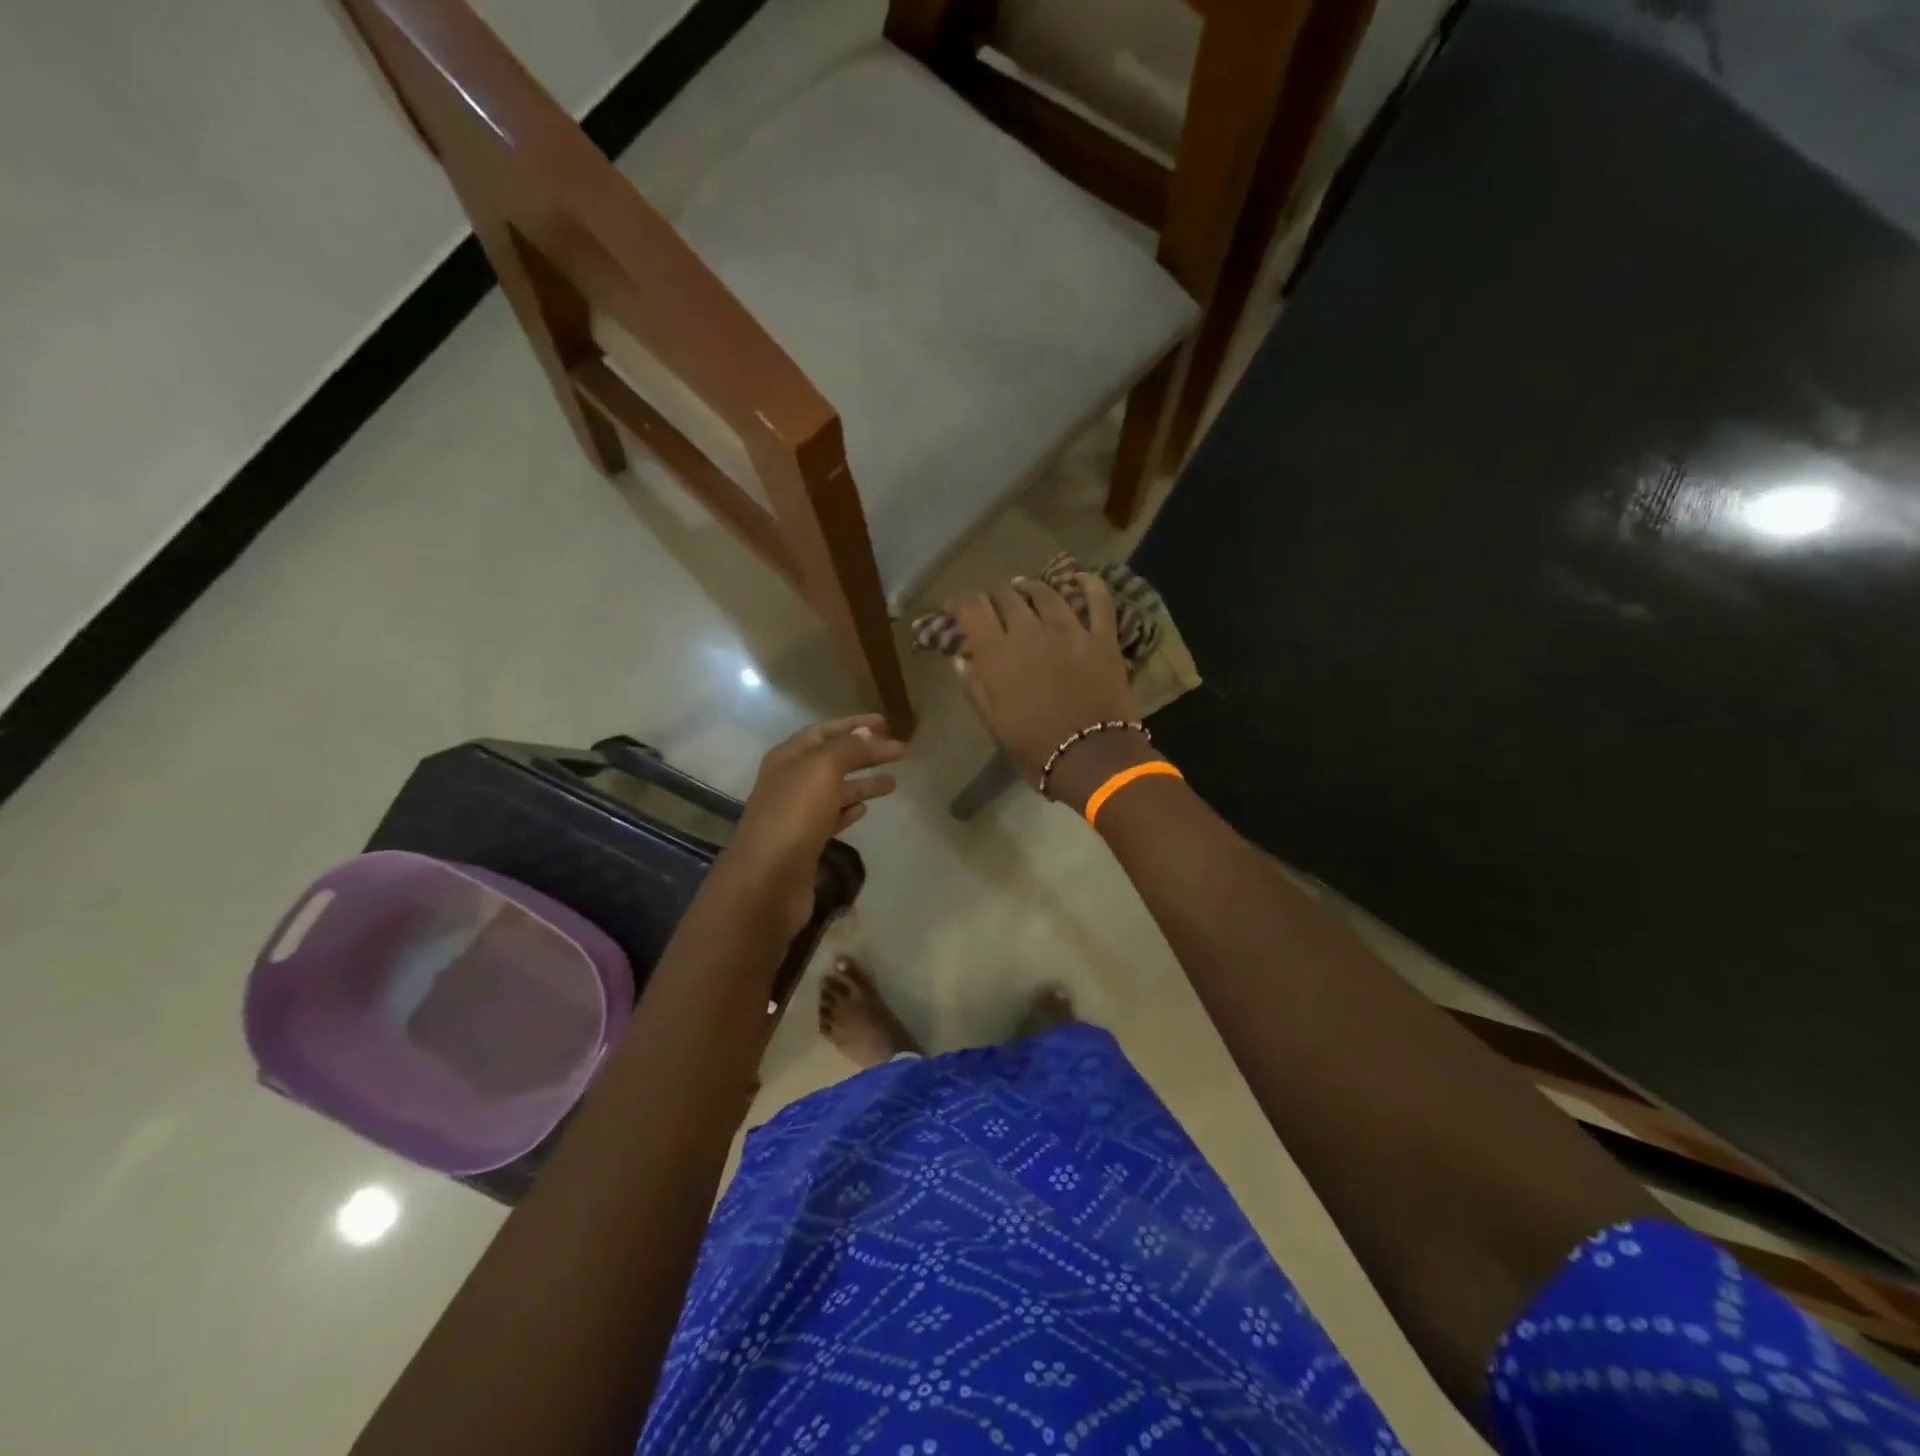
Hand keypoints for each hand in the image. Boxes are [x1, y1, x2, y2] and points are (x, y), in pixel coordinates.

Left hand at [715, 715, 904, 933]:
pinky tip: (866, 809)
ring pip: (835, 790)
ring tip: (894, 783)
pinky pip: (831, 817)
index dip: (854, 724)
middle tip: (898, 752)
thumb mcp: (823, 769)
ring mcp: (796, 813)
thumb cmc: (794, 814)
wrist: (768, 878)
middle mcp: (790, 781)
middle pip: (832, 760)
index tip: (885, 722)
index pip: (824, 731)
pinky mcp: (806, 842)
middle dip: (864, 753)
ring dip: (863, 783)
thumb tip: (868, 733)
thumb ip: (849, 749)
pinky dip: (849, 810)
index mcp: (788, 757)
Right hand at [948, 577, 1137, 793]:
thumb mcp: (994, 724)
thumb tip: (959, 660)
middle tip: (993, 606)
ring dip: (1031, 588)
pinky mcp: (1102, 637)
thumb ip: (975, 688)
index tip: (956, 608)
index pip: (972, 609)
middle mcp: (1030, 631)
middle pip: (1007, 596)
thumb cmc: (1035, 748)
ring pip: (1047, 592)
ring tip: (1026, 589)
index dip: (960, 603)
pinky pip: (1099, 600)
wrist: (1091, 758)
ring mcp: (1070, 630)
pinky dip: (1090, 585)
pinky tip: (1083, 579)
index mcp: (998, 654)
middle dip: (995, 597)